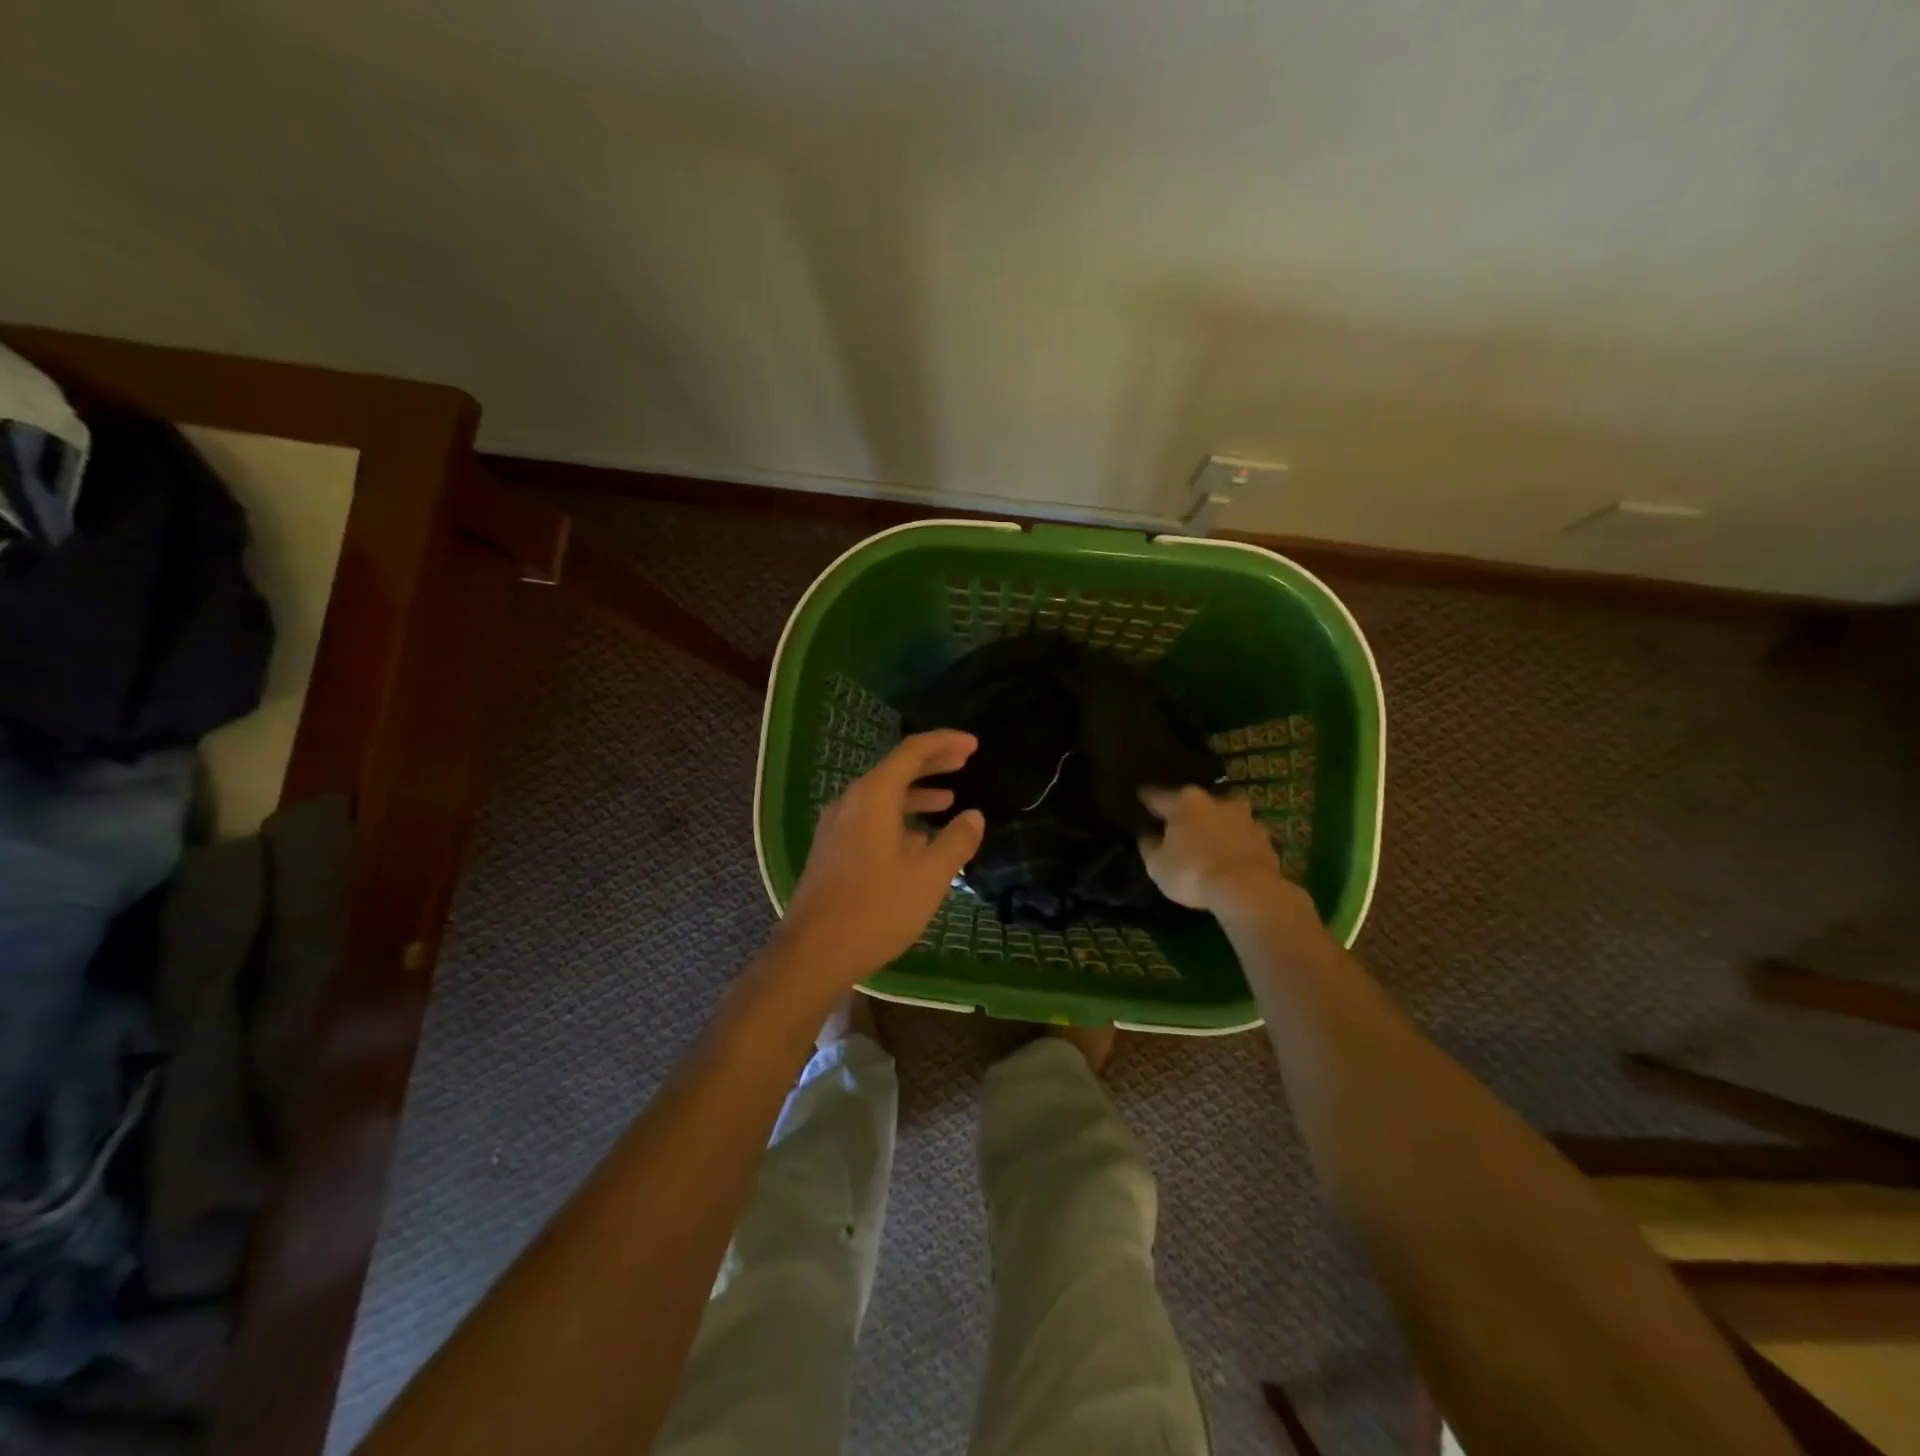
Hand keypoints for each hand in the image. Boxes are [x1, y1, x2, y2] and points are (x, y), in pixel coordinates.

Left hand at [778, 731, 986, 985]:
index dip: (945, 742)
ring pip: (882, 795)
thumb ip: (956, 841)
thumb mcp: (929, 875)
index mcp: (873, 796)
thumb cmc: (877, 908)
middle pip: (895, 769)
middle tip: (964, 761)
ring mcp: (836, 826)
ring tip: (948, 800)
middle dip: (932, 763)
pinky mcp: (832, 849)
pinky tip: (917, 838)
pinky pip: (871, 817)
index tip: (973, 744)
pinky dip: (899, 815)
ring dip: (917, 793)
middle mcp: (851, 801)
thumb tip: (973, 817)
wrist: (814, 952)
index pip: (912, 751)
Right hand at [1138, 785, 1298, 915]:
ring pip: (1223, 818)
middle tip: (1178, 826)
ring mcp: (1245, 818)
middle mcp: (1216, 801)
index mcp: (1185, 802)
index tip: (1141, 797)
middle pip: (1195, 804)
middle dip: (1187, 813)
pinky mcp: (1266, 839)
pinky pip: (1242, 838)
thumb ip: (1149, 846)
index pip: (1158, 796)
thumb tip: (1148, 835)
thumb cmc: (1193, 872)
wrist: (1249, 890)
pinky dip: (1234, 845)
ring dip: (1215, 827)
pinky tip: (1229, 859)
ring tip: (1208, 843)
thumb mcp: (1157, 865)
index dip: (1147, 799)